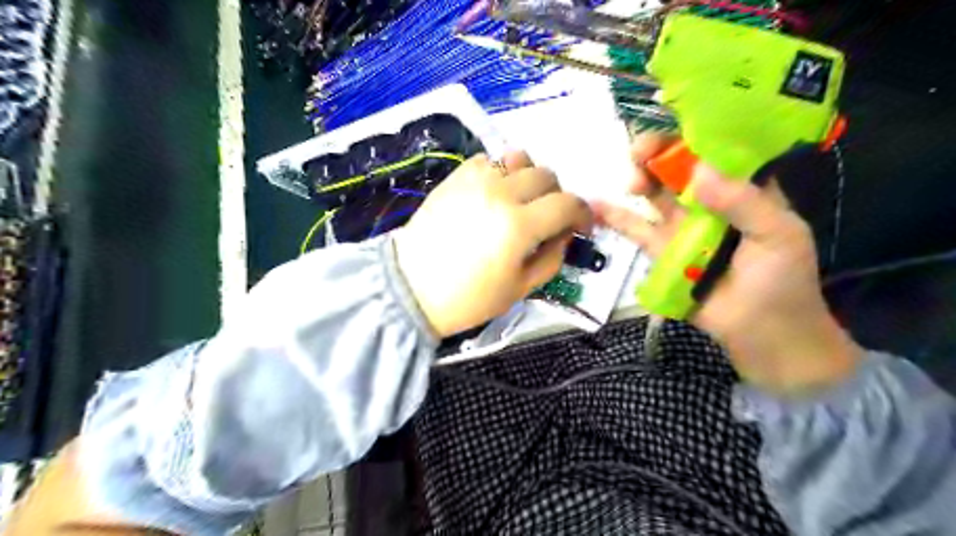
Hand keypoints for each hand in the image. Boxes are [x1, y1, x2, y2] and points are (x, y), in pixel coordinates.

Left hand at [390, 151, 591, 336]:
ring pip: (519, 158)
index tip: (580, 226)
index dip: (582, 214)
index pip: (568, 203)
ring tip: (521, 200)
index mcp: (519, 225)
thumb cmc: (468, 298)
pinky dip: (500, 172)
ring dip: (529, 178)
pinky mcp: (455, 177)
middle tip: (547, 218)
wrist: (412, 288)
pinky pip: (489, 160)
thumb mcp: (520, 289)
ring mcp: (475, 180)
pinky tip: (493, 194)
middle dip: (556, 196)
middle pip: (546, 175)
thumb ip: (552, 258)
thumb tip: (564, 234)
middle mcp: (501, 193)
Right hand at [595, 134, 863, 392]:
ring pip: (655, 195)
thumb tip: (699, 172)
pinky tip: (596, 204)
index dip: (691, 136)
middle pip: (678, 169)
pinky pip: (637, 230)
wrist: (763, 335)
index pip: (715, 151)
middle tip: (640, 156)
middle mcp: (710, 202)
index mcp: (745, 189)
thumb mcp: (778, 236)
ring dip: (639, 181)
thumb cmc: (782, 282)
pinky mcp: (661, 252)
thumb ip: (743, 203)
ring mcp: (682, 227)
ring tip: (630, 181)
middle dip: (657, 156)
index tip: (670, 133)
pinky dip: (616, 217)